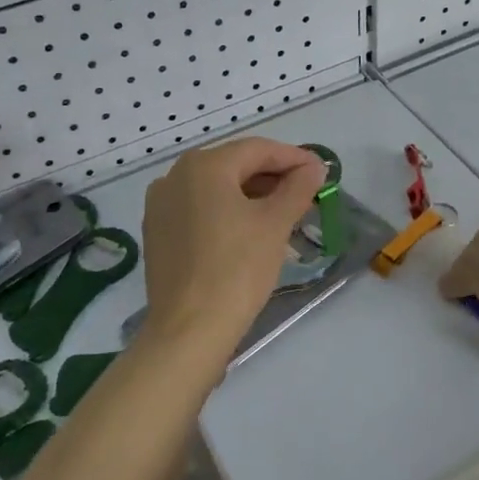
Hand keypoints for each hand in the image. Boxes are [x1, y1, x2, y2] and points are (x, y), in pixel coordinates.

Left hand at [140, 138, 326, 363]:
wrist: (188, 330)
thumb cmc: (236, 269)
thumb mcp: (274, 224)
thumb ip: (297, 188)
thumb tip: (314, 168)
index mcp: (203, 165)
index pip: (257, 150)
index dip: (293, 158)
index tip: (321, 170)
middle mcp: (175, 175)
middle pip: (234, 165)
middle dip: (272, 177)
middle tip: (306, 193)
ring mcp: (161, 204)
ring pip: (215, 188)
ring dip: (251, 195)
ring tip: (283, 213)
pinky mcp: (157, 232)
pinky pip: (198, 209)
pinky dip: (226, 212)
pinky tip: (249, 230)